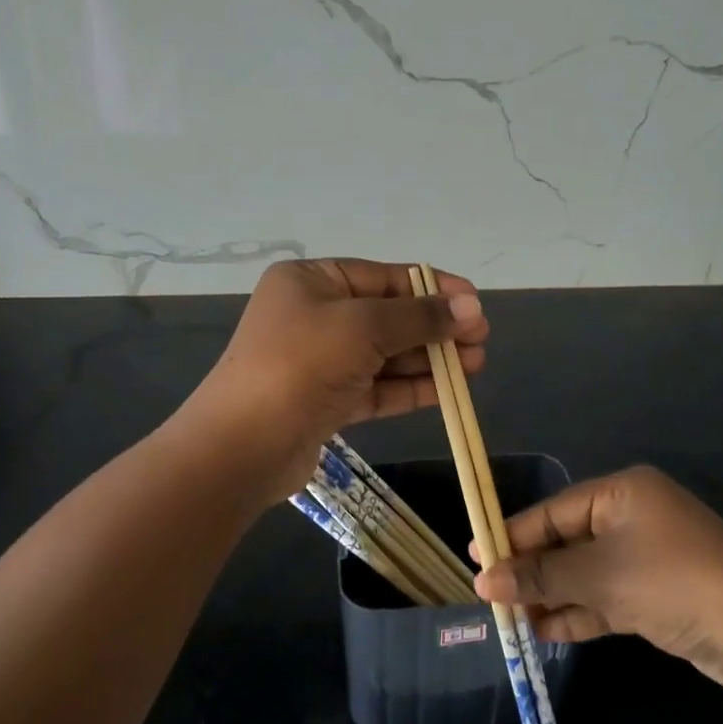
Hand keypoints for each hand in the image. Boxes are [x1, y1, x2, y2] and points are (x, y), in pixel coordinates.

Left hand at [189, 259, 487, 495]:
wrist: (242, 446)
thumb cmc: (301, 365)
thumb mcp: (364, 327)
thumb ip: (420, 316)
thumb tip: (471, 305)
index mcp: (312, 281)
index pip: (384, 277)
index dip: (434, 288)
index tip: (476, 303)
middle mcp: (315, 315)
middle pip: (389, 315)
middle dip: (436, 327)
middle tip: (480, 340)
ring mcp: (320, 360)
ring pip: (386, 353)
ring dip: (430, 358)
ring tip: (475, 366)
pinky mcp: (327, 401)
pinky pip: (378, 386)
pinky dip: (411, 387)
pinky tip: (448, 390)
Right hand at [473, 466, 722, 696]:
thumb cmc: (674, 582)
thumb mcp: (602, 576)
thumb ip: (542, 576)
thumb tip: (484, 581)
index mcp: (621, 494)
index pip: (554, 511)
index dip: (513, 535)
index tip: (476, 558)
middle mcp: (632, 518)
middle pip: (567, 541)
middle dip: (532, 570)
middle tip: (490, 596)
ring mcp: (646, 557)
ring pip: (585, 573)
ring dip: (552, 595)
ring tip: (511, 620)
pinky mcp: (656, 594)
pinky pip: (606, 596)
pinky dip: (579, 612)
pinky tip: (546, 630)